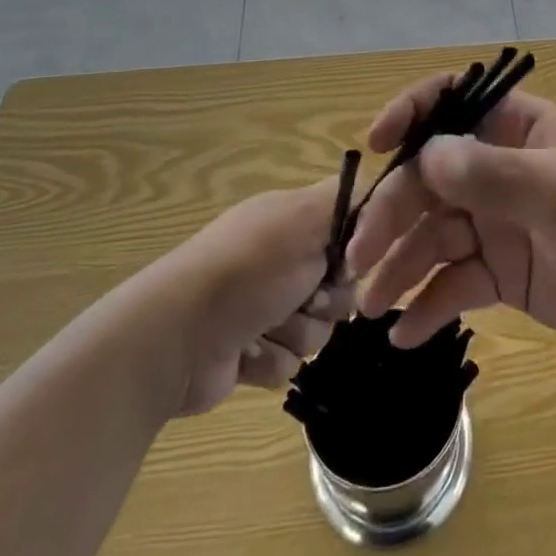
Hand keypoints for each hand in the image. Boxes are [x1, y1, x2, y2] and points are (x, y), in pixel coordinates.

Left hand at [135, 179, 354, 417]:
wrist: (174, 340)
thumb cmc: (247, 270)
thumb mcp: (305, 217)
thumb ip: (351, 199)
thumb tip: (381, 193)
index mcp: (290, 220)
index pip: (350, 226)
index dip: (358, 248)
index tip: (351, 260)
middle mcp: (280, 258)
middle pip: (341, 285)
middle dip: (328, 300)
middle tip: (307, 298)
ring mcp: (263, 307)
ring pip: (318, 329)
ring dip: (297, 333)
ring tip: (265, 329)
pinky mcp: (250, 351)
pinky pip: (289, 362)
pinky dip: (270, 359)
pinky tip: (245, 354)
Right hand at [346, 76, 555, 357]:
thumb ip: (496, 175)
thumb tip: (425, 155)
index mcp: (519, 130)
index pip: (452, 103)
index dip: (410, 116)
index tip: (375, 145)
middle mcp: (501, 170)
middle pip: (429, 180)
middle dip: (392, 212)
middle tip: (359, 259)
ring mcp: (501, 223)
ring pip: (434, 235)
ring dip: (399, 266)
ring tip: (372, 306)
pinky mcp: (506, 274)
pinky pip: (455, 283)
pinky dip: (429, 305)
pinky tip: (406, 334)